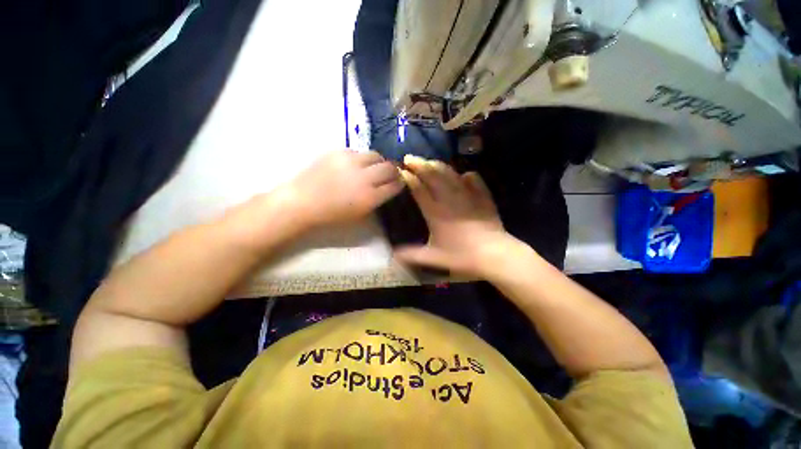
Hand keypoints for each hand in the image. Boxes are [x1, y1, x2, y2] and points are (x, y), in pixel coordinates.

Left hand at [281, 150, 403, 228]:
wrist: (302, 202)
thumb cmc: (332, 215)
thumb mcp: (360, 214)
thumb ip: (377, 200)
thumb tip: (388, 187)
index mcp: (370, 197)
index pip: (395, 185)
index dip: (400, 182)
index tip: (400, 182)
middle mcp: (364, 177)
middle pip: (389, 167)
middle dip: (394, 170)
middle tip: (390, 173)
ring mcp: (351, 161)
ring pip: (375, 155)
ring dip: (378, 162)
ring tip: (373, 168)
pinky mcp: (338, 152)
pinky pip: (358, 152)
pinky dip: (361, 159)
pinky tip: (354, 166)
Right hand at [394, 155, 525, 278]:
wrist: (493, 254)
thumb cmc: (462, 255)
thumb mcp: (434, 257)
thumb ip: (412, 255)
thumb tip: (394, 254)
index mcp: (436, 212)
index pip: (419, 190)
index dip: (409, 178)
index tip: (400, 171)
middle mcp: (450, 199)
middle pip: (433, 175)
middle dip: (419, 164)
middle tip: (409, 158)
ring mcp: (467, 195)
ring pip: (450, 174)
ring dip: (438, 165)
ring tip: (429, 161)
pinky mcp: (482, 197)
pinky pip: (474, 179)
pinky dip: (466, 175)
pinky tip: (464, 175)